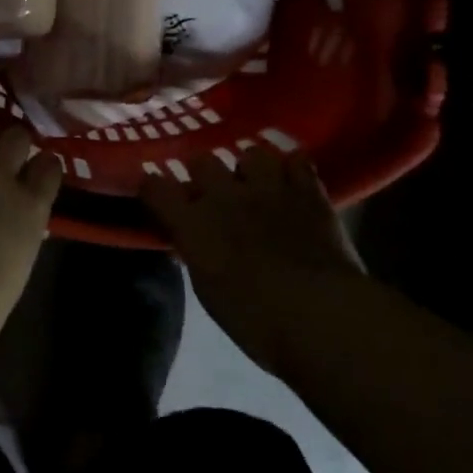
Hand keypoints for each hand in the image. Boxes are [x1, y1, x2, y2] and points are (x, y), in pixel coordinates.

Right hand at [140, 147, 364, 375]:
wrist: (321, 315)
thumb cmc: (256, 319)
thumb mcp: (208, 290)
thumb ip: (197, 254)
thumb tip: (191, 240)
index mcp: (193, 223)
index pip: (156, 188)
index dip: (152, 187)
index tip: (155, 192)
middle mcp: (224, 196)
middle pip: (201, 160)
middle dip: (202, 172)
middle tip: (210, 190)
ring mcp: (268, 188)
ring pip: (251, 153)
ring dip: (250, 167)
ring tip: (256, 182)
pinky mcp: (307, 191)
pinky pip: (297, 161)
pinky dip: (293, 169)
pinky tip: (293, 180)